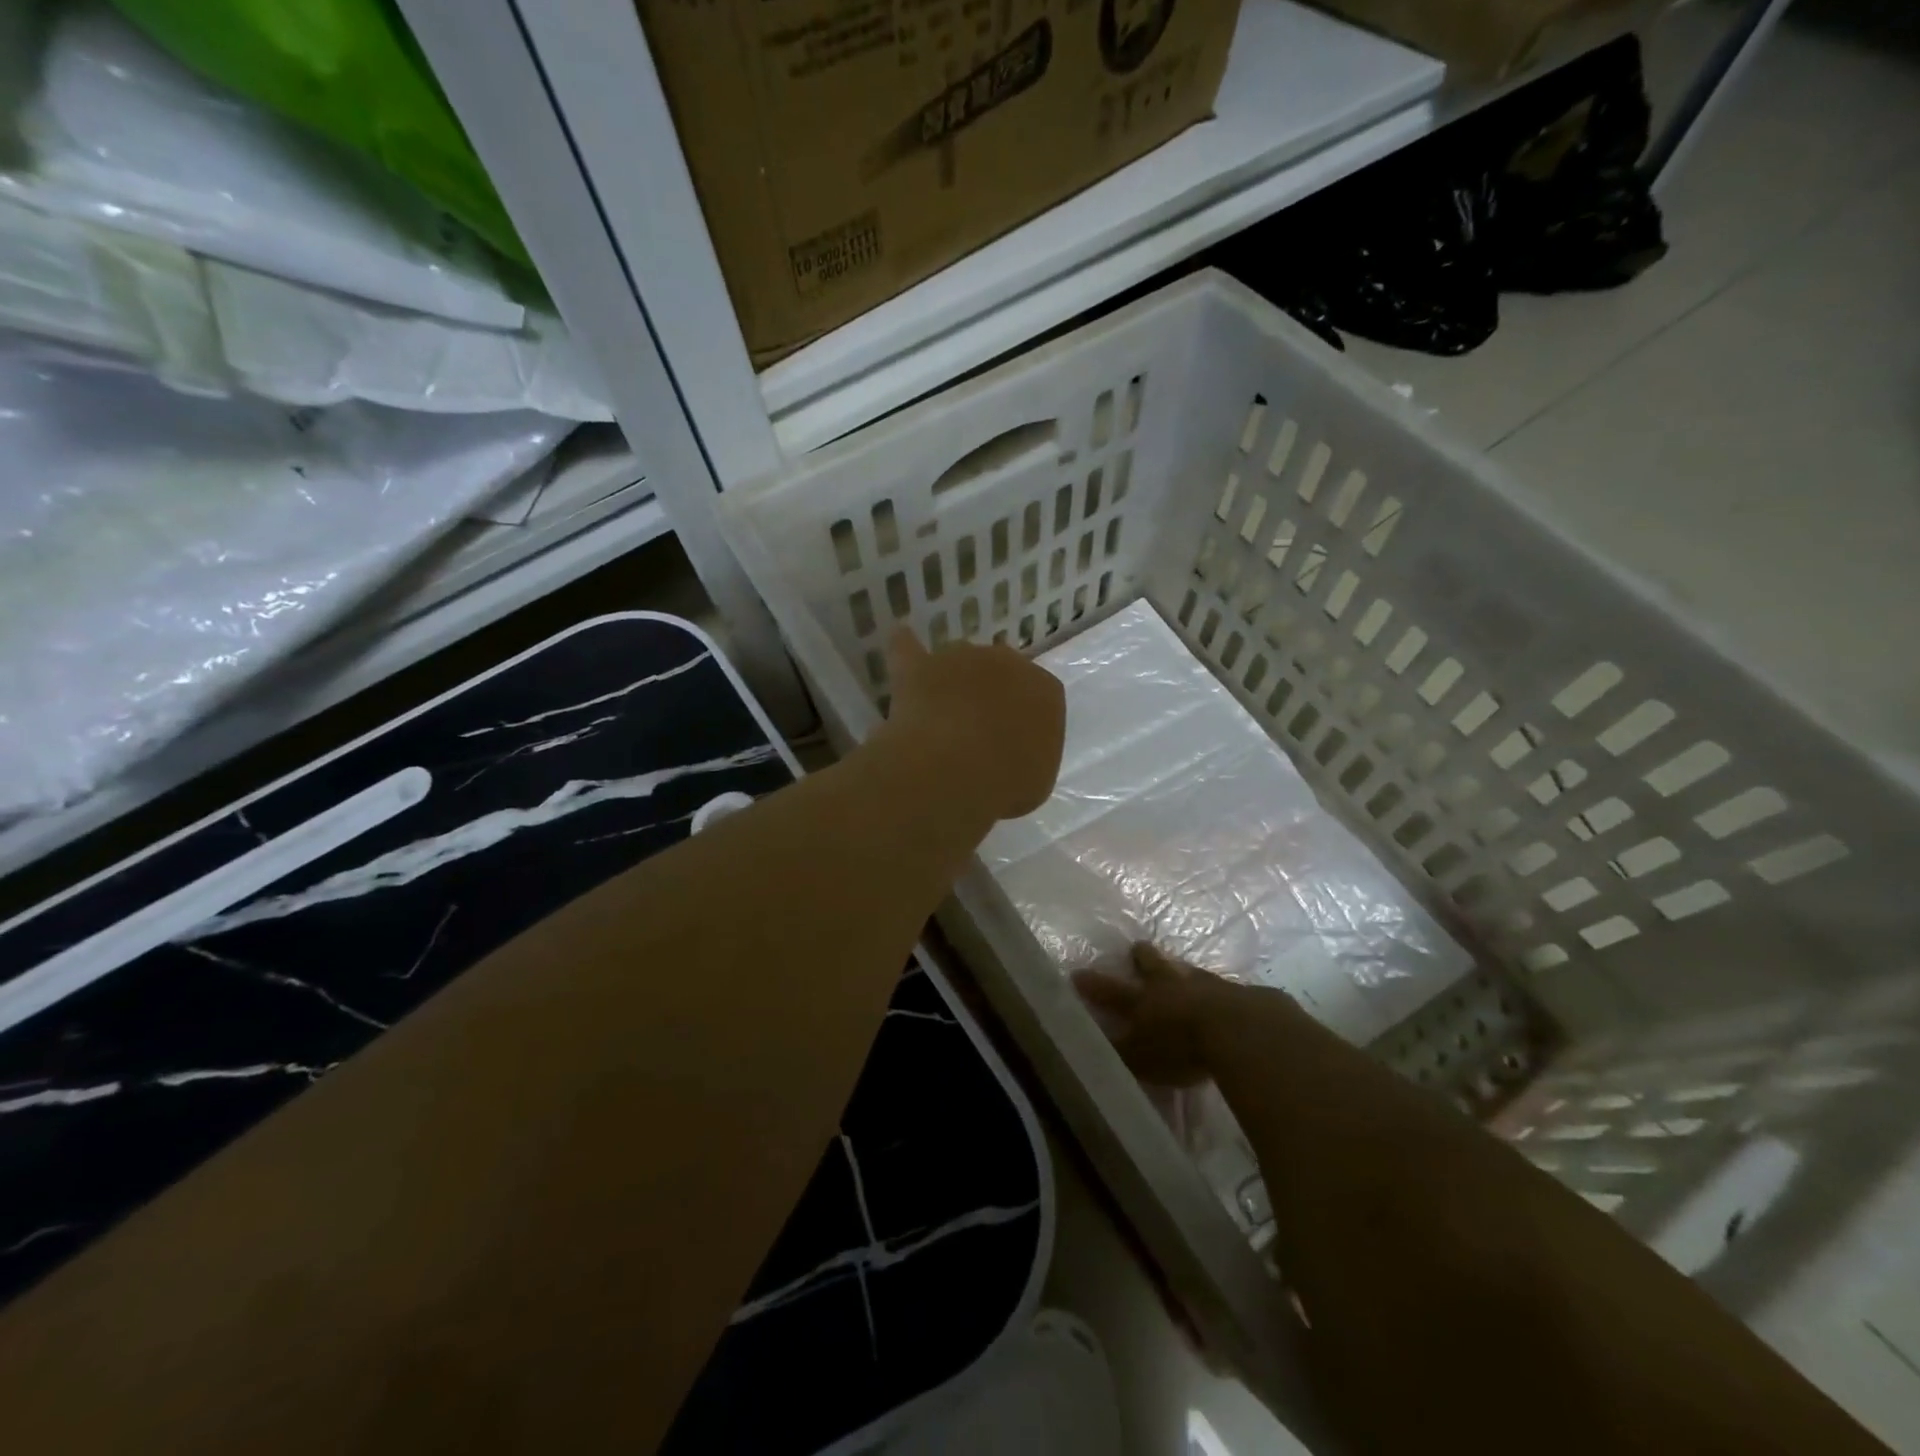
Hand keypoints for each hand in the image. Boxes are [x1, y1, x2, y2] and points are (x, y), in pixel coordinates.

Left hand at [880, 626, 1065, 821]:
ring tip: (941, 713)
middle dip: (990, 695)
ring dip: (952, 681)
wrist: (956, 768)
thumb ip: (1026, 759)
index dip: (1022, 720)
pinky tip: (901, 639)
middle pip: (999, 673)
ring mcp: (962, 657)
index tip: (1011, 745)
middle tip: (976, 731)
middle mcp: (1008, 663)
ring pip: (959, 663)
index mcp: (1046, 692)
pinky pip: (908, 648)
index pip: (1040, 697)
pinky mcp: (919, 665)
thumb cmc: (1007, 782)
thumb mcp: (1035, 782)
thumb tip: (1008, 758)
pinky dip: (904, 646)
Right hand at [1073, 943, 1242, 1087]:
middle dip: (1143, 957)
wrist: (1238, 1029)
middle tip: (1138, 948)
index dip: (1093, 984)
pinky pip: (1220, 987)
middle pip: (1152, 965)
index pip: (1110, 991)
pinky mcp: (1236, 992)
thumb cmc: (1181, 1046)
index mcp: (1142, 1001)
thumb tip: (1093, 1048)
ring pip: (1186, 970)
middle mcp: (1169, 986)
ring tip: (1179, 967)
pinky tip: (1221, 994)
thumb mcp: (1141, 1060)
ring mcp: (1204, 984)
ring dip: (1180, 969)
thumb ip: (1121, 1054)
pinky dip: (1214, 990)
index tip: (1078, 973)